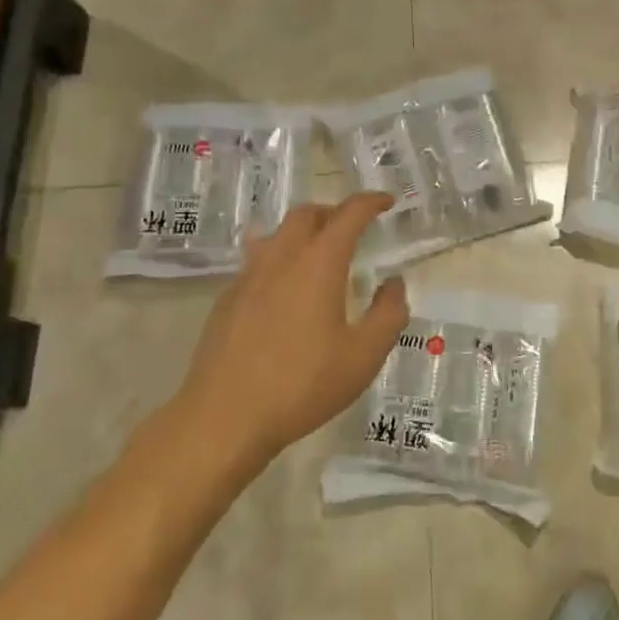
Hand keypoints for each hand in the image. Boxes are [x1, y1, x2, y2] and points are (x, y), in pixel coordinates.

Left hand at [175, 193, 408, 473]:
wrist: (224, 417)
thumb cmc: (302, 385)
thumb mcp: (363, 356)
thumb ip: (388, 315)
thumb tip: (394, 284)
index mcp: (318, 263)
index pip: (348, 214)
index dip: (370, 202)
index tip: (386, 202)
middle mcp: (281, 258)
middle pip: (307, 214)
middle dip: (334, 212)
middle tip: (353, 228)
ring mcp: (249, 276)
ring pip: (278, 234)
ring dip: (303, 232)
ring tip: (319, 255)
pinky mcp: (227, 299)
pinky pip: (258, 261)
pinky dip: (280, 260)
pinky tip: (286, 292)